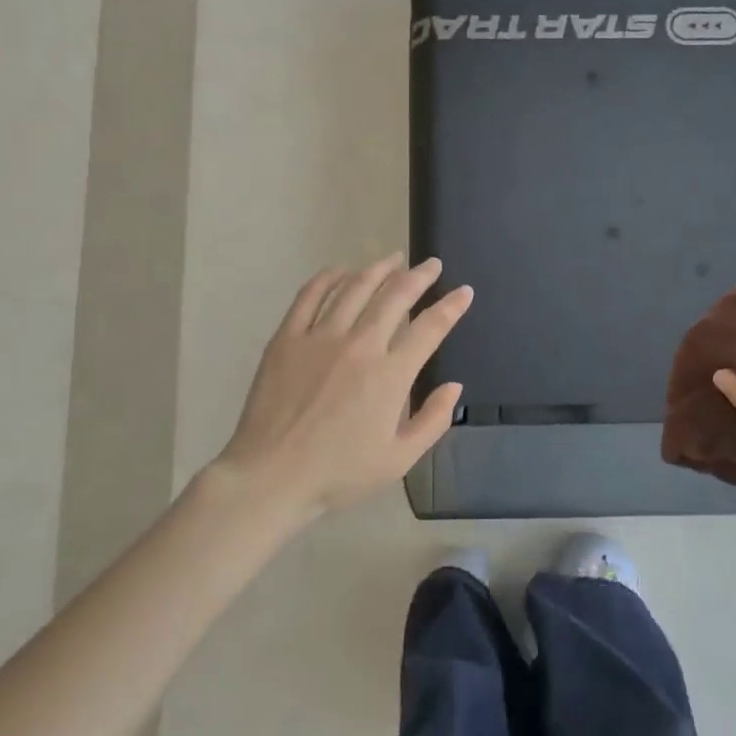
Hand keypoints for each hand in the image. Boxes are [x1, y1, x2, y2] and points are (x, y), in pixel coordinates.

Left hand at [213, 255, 472, 515]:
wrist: (271, 476)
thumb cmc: (338, 473)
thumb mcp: (399, 459)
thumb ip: (432, 421)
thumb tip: (454, 387)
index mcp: (390, 375)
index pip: (430, 328)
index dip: (451, 306)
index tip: (464, 291)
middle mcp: (360, 345)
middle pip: (395, 296)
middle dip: (419, 276)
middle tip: (431, 265)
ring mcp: (320, 337)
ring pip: (356, 287)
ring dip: (379, 269)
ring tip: (393, 259)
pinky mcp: (287, 337)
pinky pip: (311, 295)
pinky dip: (329, 277)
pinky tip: (341, 271)